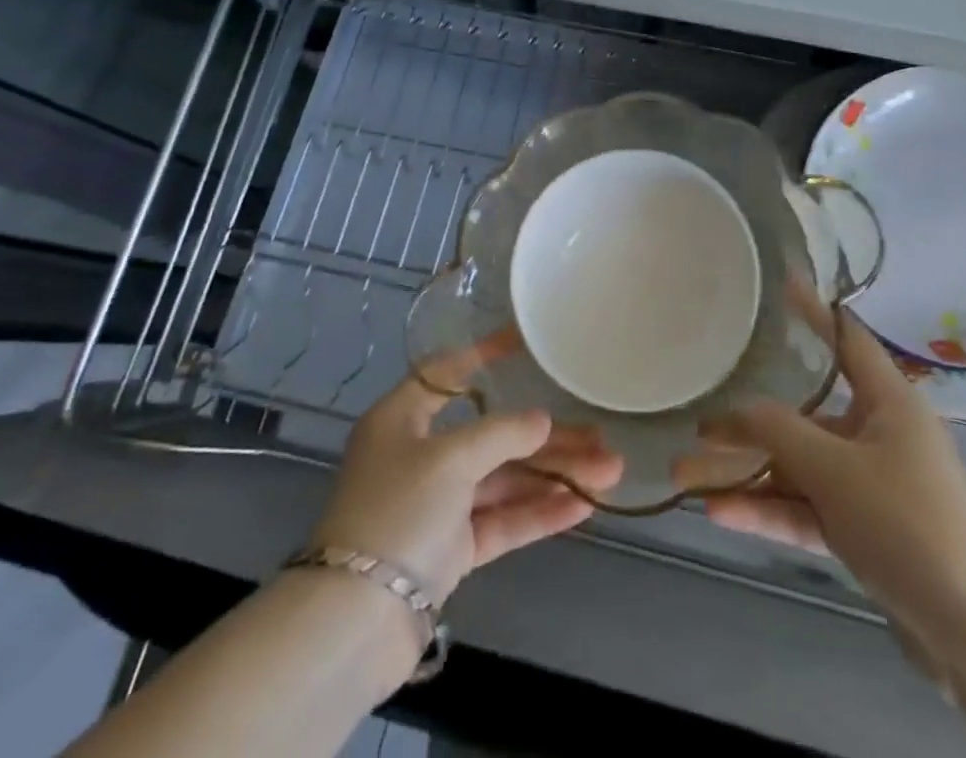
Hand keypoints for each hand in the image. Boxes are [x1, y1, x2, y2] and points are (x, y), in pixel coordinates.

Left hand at [310, 375, 623, 607]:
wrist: (356, 623)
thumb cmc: (398, 512)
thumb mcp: (450, 458)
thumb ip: (502, 433)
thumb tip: (543, 420)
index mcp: (402, 419)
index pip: (447, 373)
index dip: (485, 355)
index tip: (524, 342)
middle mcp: (420, 455)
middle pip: (492, 436)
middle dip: (547, 438)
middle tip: (600, 434)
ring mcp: (437, 504)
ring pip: (504, 480)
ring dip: (554, 476)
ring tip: (609, 471)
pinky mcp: (451, 548)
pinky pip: (501, 520)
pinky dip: (539, 512)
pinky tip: (582, 506)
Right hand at [703, 311, 965, 666]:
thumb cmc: (910, 522)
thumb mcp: (837, 470)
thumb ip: (780, 433)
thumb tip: (736, 412)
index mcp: (886, 400)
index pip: (845, 338)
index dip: (814, 310)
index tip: (782, 281)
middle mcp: (875, 433)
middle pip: (802, 415)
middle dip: (747, 423)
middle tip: (697, 422)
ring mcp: (868, 485)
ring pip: (796, 468)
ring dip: (745, 474)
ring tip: (686, 477)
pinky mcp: (862, 530)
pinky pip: (806, 508)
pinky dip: (766, 509)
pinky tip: (718, 513)